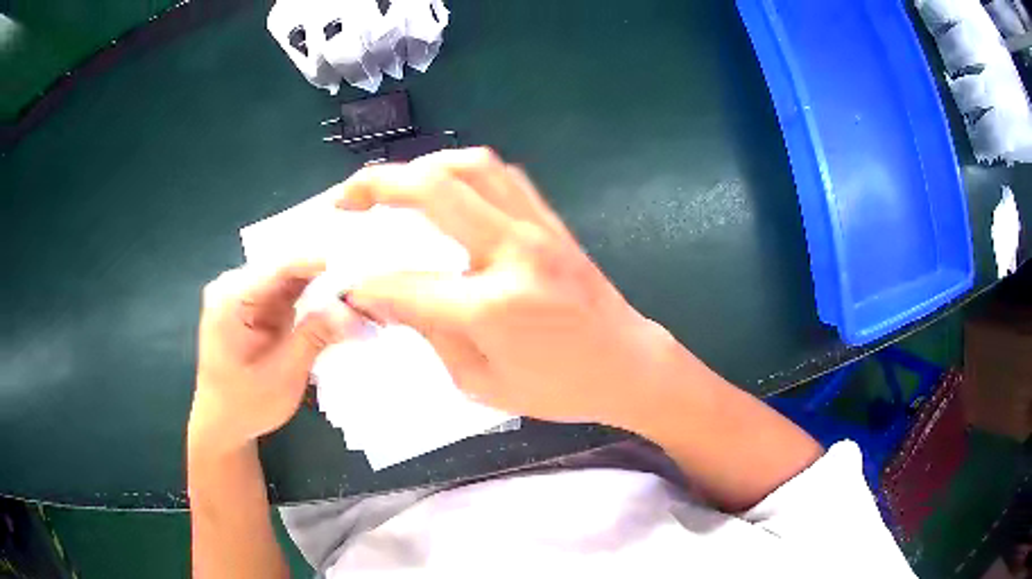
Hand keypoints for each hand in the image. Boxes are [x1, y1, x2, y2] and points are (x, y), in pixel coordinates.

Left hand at [189, 262, 362, 453]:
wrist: (223, 424)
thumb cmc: (245, 405)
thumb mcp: (283, 375)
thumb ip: (315, 337)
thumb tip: (354, 311)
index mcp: (230, 298)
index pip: (281, 268)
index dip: (321, 265)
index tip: (360, 270)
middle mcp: (236, 287)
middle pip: (289, 269)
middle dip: (328, 275)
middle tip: (367, 283)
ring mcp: (246, 295)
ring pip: (293, 279)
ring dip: (325, 287)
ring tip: (360, 291)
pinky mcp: (258, 306)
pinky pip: (291, 293)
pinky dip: (315, 299)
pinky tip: (340, 303)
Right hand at [336, 148, 673, 425]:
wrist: (628, 366)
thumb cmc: (559, 389)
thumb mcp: (482, 383)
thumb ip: (429, 334)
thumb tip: (384, 299)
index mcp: (494, 307)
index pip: (406, 281)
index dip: (366, 282)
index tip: (346, 283)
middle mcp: (515, 253)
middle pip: (434, 190)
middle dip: (376, 186)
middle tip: (346, 199)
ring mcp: (539, 229)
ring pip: (471, 167)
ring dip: (421, 167)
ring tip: (392, 188)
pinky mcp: (553, 222)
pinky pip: (502, 177)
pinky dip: (464, 173)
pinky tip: (446, 191)